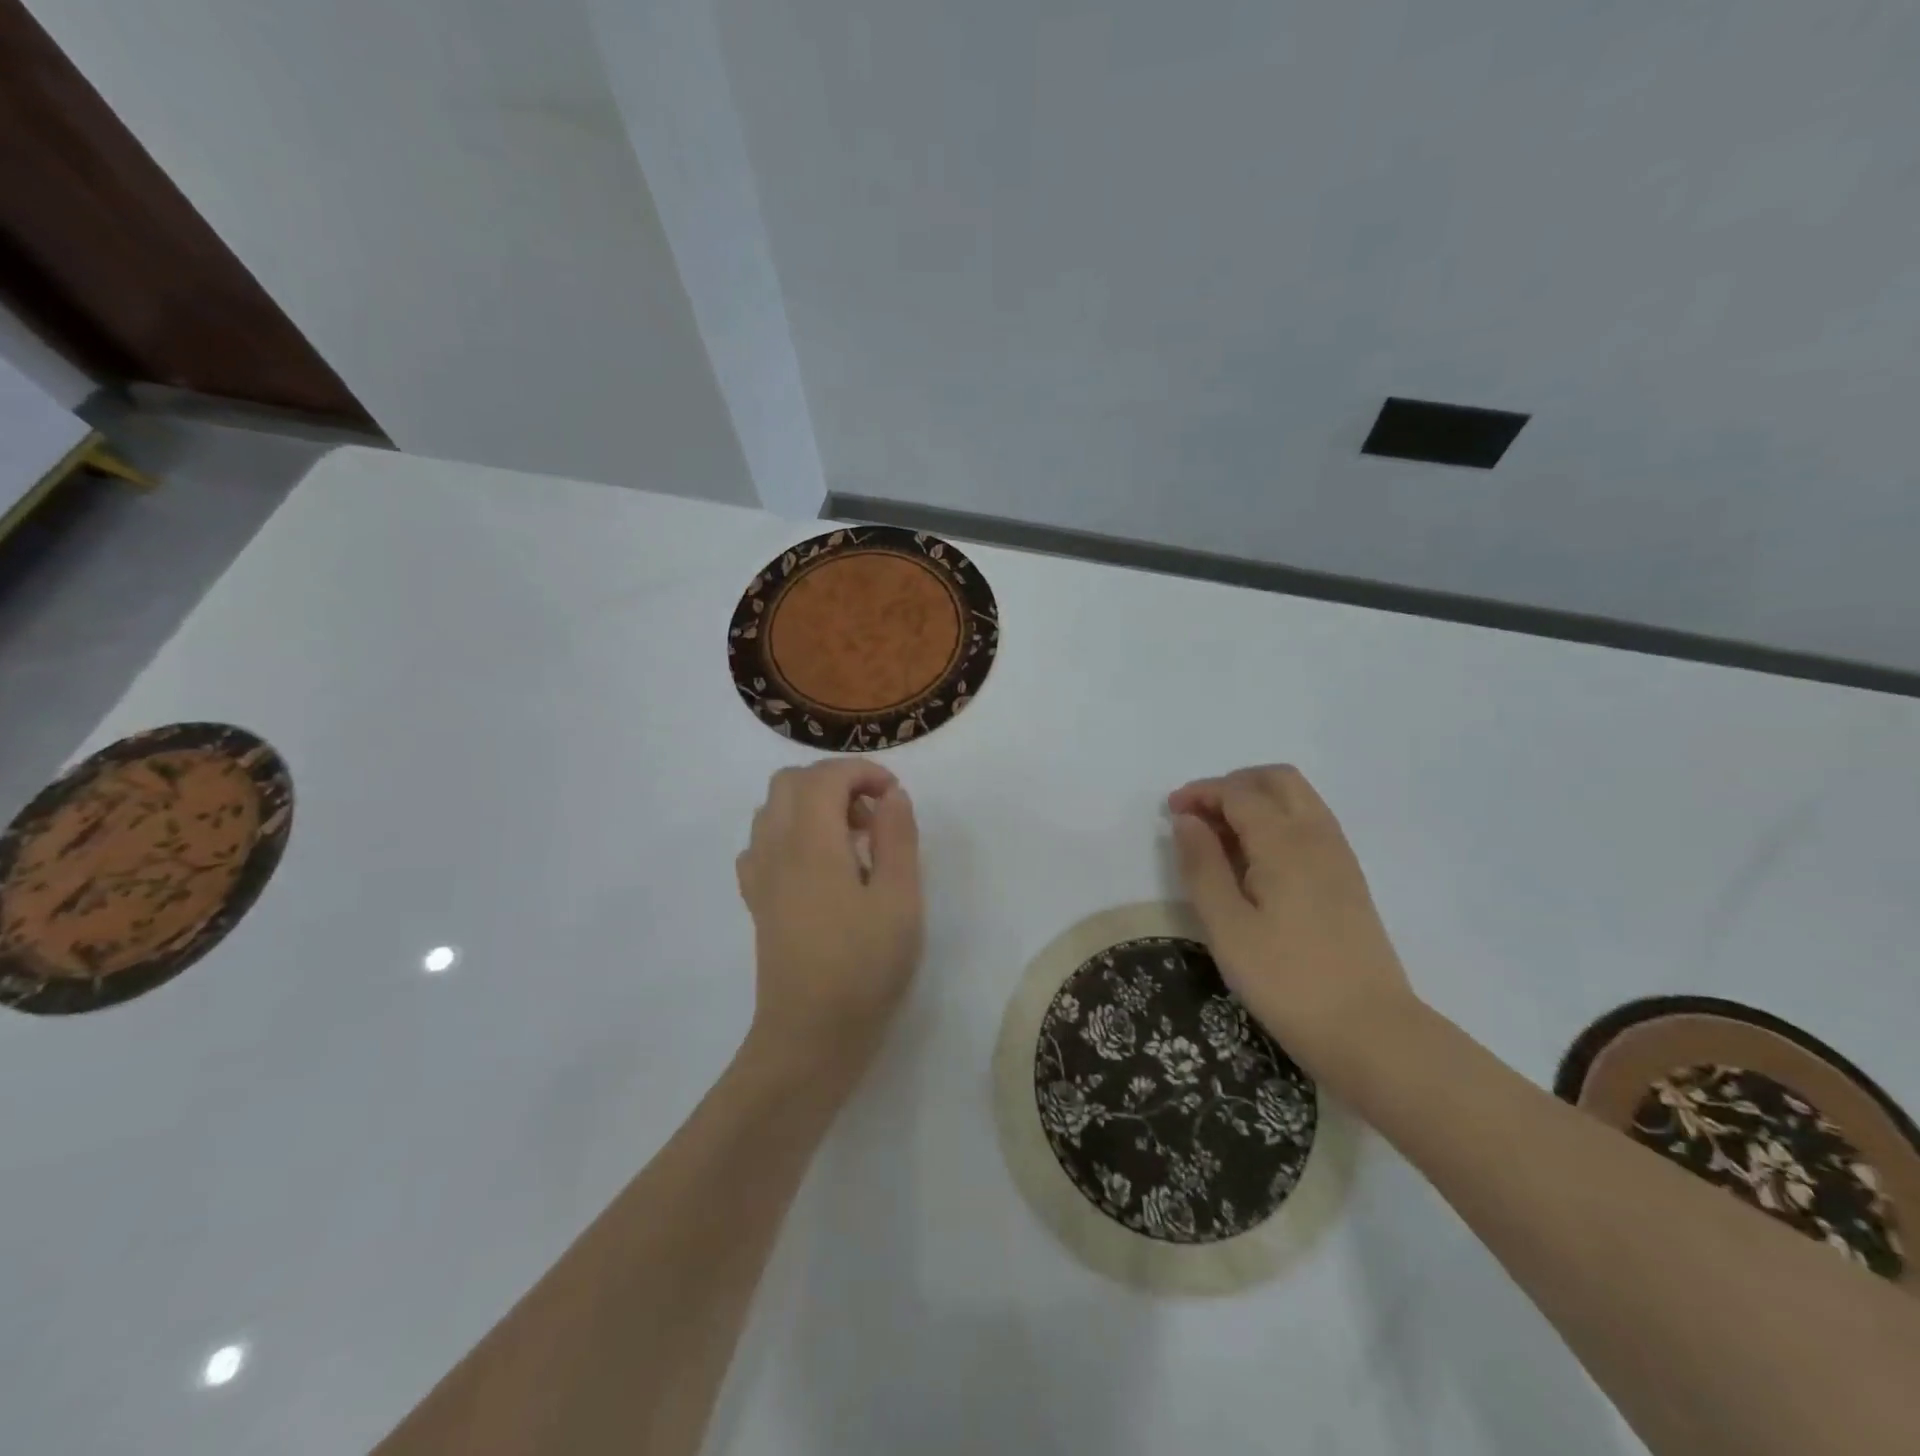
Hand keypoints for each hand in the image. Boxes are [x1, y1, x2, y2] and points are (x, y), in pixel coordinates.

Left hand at [736, 759, 923, 1081]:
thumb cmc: (864, 968)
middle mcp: (776, 849)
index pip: (825, 777)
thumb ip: (897, 838)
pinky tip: (819, 867)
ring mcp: (760, 876)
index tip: (894, 794)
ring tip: (851, 840)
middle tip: (873, 814)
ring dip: (811, 804)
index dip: (862, 771)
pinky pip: (762, 843)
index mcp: (811, 844)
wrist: (810, 1036)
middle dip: (834, 781)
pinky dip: (790, 834)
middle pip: (790, 782)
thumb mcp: (900, 901)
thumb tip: (891, 795)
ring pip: (772, 809)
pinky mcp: (757, 901)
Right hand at [1169, 765, 1415, 1080]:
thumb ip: (1202, 866)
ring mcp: (1339, 857)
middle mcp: (1317, 836)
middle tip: (1199, 816)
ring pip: (1297, 800)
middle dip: (1232, 786)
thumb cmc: (1286, 981)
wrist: (1370, 1032)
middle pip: (1276, 780)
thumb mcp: (1227, 926)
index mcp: (1285, 842)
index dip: (1200, 793)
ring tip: (1221, 838)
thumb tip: (1186, 820)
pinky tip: (1255, 862)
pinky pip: (1310, 825)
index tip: (1169, 812)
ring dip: (1256, 801)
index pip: (1238, 793)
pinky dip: (1277, 822)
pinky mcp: (1348, 880)